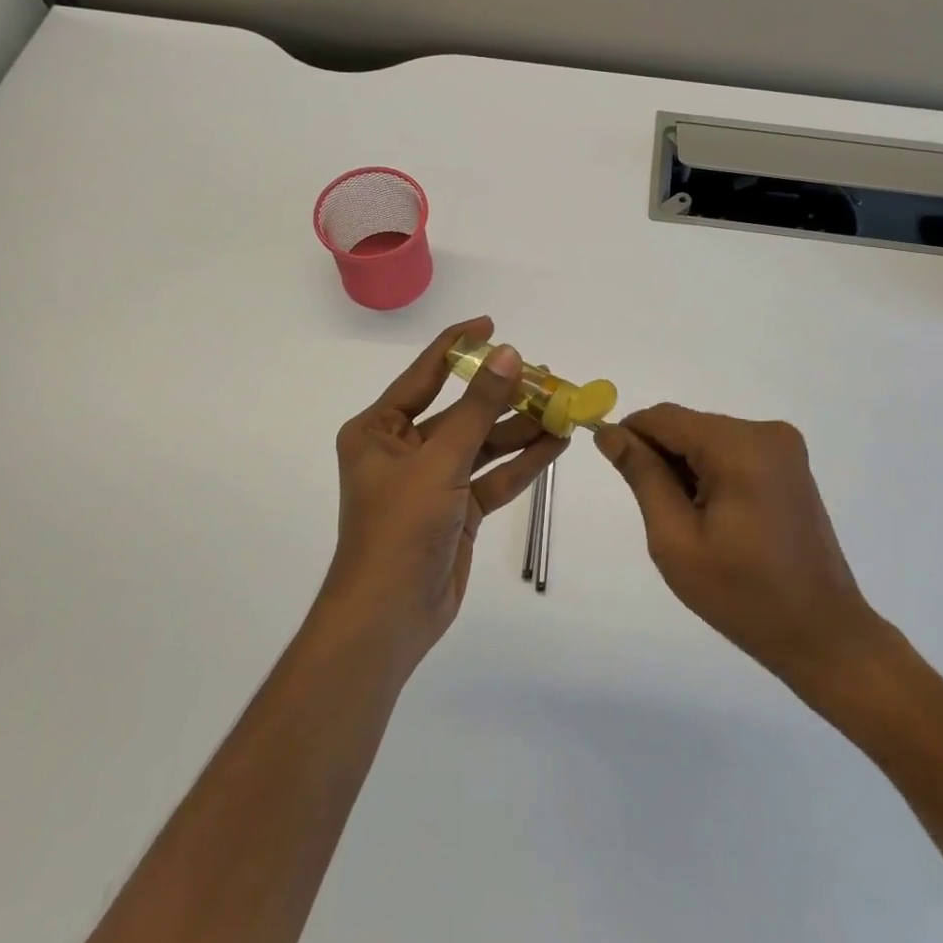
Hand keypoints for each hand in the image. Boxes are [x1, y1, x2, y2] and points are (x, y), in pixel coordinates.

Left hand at [325, 318, 564, 666]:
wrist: (389, 618)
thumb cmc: (400, 527)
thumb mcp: (441, 460)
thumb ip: (478, 407)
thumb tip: (509, 354)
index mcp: (380, 429)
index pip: (425, 374)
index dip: (459, 346)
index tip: (492, 325)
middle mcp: (404, 448)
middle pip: (461, 410)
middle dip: (503, 395)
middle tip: (546, 375)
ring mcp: (433, 480)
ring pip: (482, 443)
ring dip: (520, 429)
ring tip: (562, 408)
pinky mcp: (457, 509)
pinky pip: (492, 476)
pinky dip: (522, 462)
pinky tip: (556, 444)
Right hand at [595, 405, 880, 692]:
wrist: (822, 634)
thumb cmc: (742, 594)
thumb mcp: (676, 539)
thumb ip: (642, 476)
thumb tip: (610, 433)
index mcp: (738, 446)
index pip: (665, 417)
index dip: (631, 434)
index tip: (612, 466)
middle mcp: (764, 432)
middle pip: (689, 426)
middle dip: (662, 458)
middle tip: (656, 512)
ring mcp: (783, 447)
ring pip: (709, 438)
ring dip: (687, 468)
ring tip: (690, 522)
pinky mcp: (790, 464)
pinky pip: (733, 451)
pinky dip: (713, 473)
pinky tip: (715, 517)